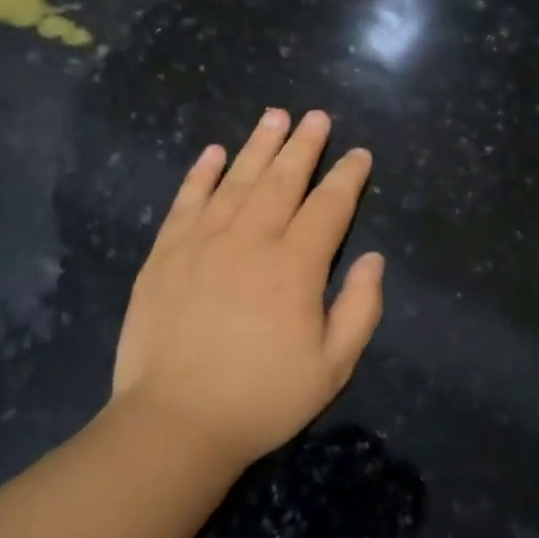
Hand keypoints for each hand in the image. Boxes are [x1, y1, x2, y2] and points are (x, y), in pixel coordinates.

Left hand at [111, 109, 383, 469]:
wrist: (175, 421)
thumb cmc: (262, 399)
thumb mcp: (332, 367)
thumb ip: (360, 308)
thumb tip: (373, 258)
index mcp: (295, 266)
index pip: (328, 207)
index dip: (347, 177)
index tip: (358, 155)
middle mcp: (250, 240)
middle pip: (283, 180)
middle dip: (304, 145)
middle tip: (316, 116)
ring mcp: (202, 242)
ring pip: (236, 179)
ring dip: (258, 145)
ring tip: (274, 116)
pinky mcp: (165, 253)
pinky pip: (186, 200)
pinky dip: (201, 173)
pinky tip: (213, 152)